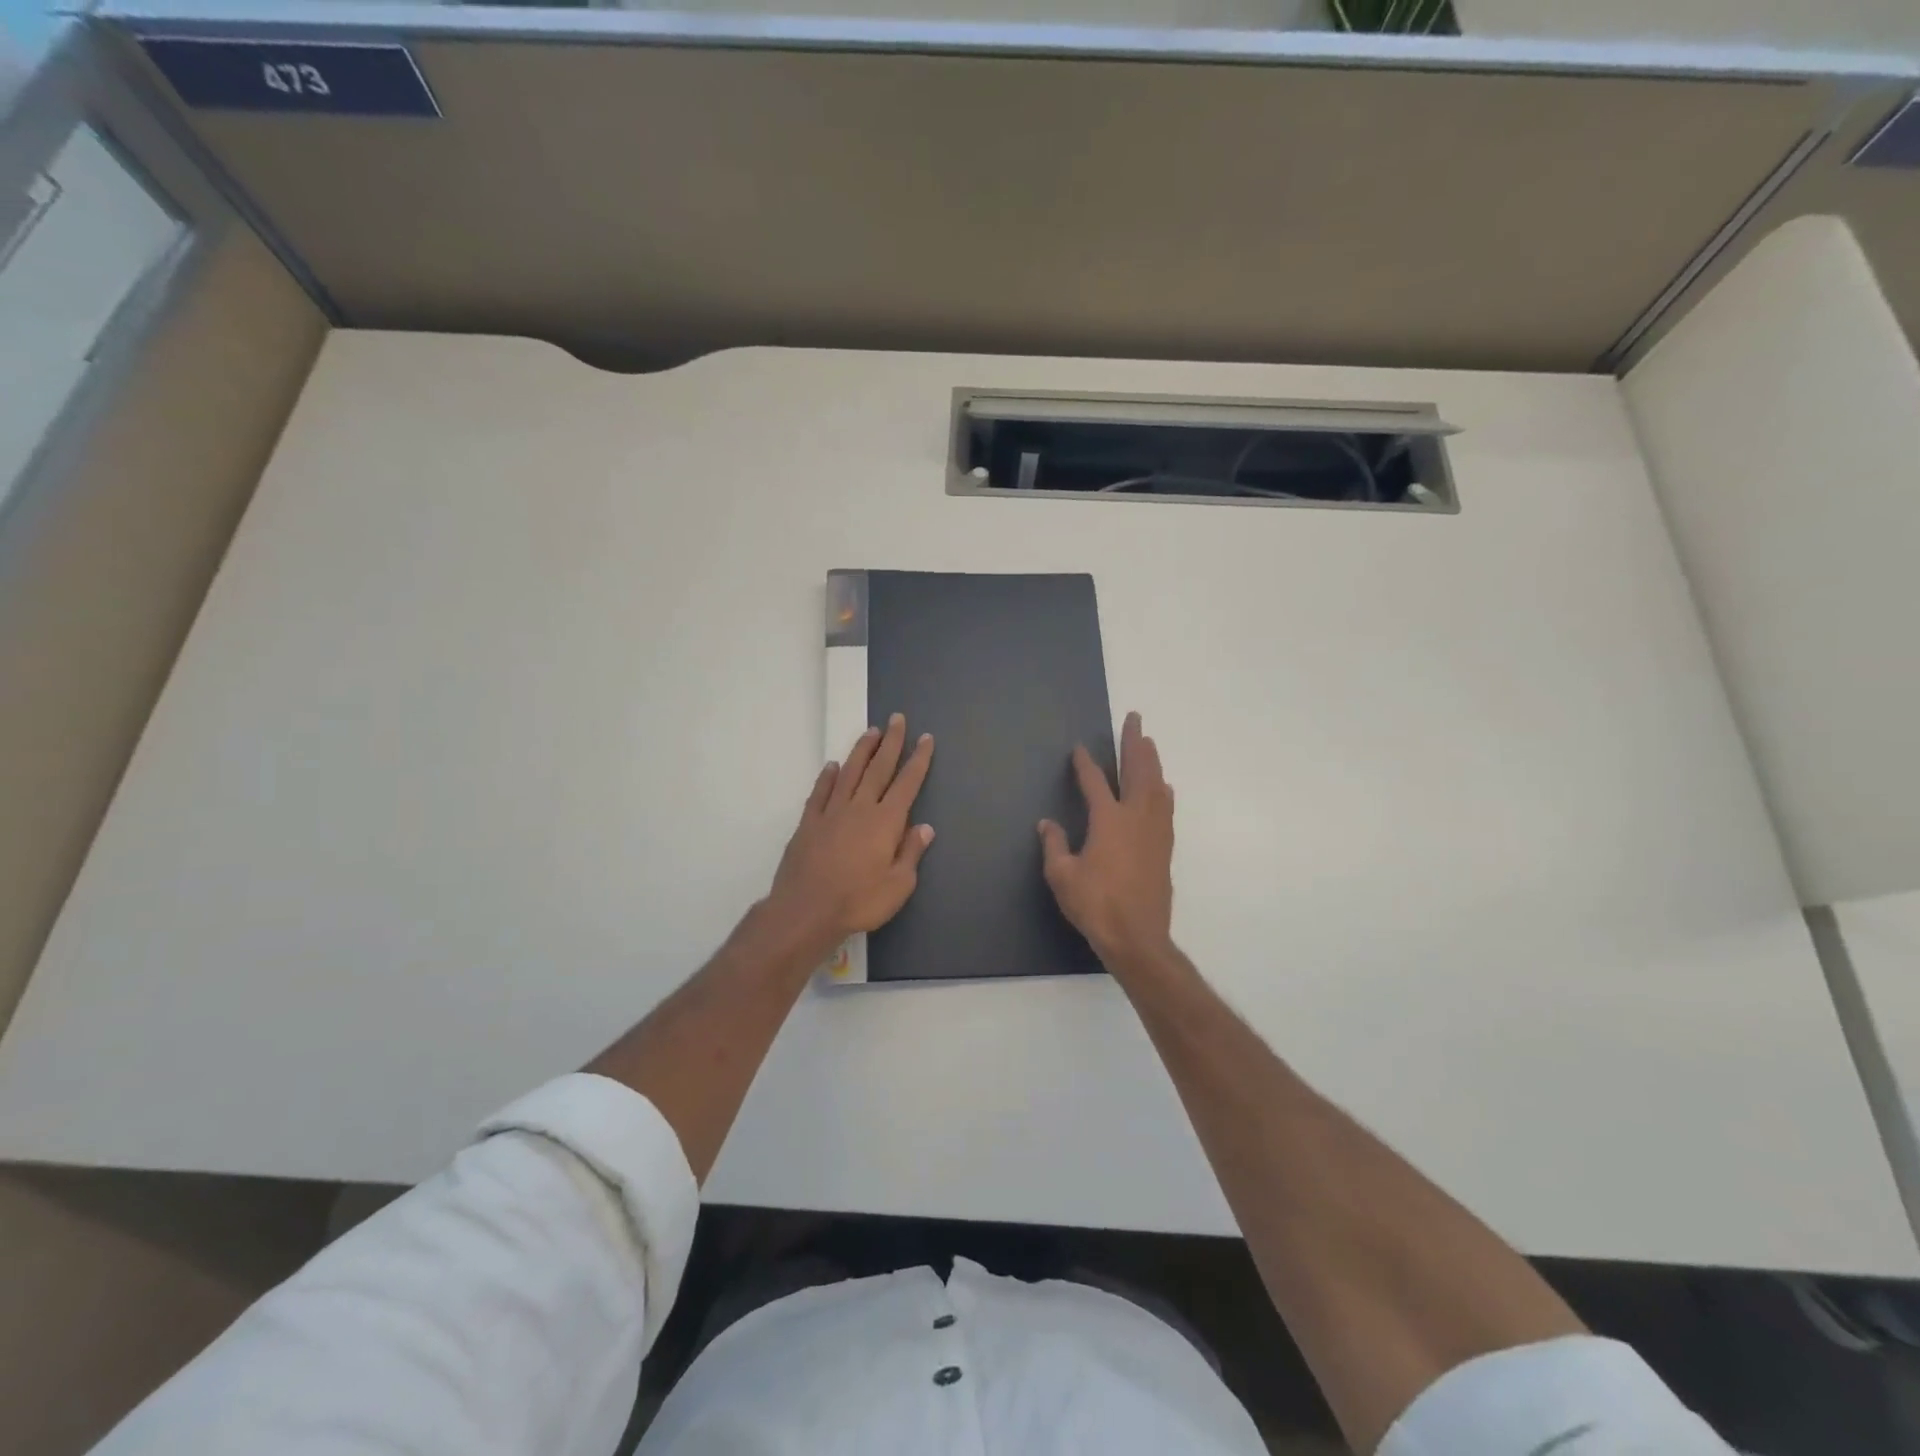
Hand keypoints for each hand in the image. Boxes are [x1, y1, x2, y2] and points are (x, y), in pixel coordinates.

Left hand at [766, 714, 934, 952]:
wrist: (806, 910)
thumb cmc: (858, 901)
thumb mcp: (898, 886)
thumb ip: (911, 853)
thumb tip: (924, 827)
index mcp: (886, 822)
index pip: (907, 783)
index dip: (918, 760)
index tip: (925, 738)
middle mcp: (860, 808)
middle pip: (879, 768)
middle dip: (891, 743)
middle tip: (897, 719)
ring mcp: (831, 813)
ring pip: (850, 773)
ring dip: (861, 751)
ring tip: (871, 732)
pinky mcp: (809, 823)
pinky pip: (820, 792)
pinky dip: (828, 777)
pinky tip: (833, 767)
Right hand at [1039, 711, 1174, 970]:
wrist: (1137, 937)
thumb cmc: (1095, 905)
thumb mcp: (1062, 876)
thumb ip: (1054, 845)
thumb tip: (1047, 824)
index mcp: (1108, 820)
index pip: (1095, 782)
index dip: (1085, 764)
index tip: (1079, 749)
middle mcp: (1136, 817)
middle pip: (1137, 771)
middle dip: (1134, 744)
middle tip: (1135, 720)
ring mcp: (1155, 831)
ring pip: (1156, 786)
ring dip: (1151, 762)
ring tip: (1148, 744)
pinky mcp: (1165, 848)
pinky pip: (1166, 808)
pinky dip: (1163, 791)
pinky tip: (1164, 787)